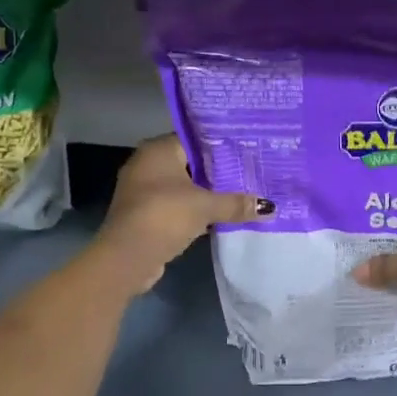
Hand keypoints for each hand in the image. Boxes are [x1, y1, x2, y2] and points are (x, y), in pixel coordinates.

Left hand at [93, 135, 269, 291]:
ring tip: (239, 193)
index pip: (194, 138)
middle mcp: (146, 164)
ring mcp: (142, 190)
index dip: (221, 145)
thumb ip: (236, 203)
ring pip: (182, 186)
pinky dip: (193, 209)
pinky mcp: (144, 214)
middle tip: (248, 171)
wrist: (126, 257)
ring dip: (205, 193)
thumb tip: (270, 207)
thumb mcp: (205, 206)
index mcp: (157, 150)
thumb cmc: (164, 215)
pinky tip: (218, 216)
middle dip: (216, 170)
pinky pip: (175, 205)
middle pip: (189, 162)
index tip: (246, 149)